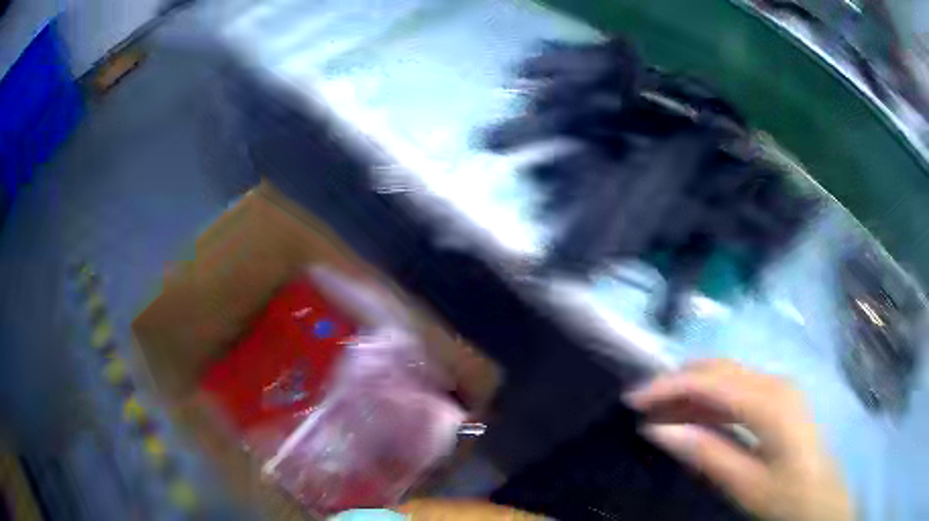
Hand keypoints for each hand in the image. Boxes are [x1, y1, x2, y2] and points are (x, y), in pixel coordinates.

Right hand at [626, 359, 853, 520]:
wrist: (822, 499)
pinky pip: (737, 390)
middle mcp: (774, 383)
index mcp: (770, 402)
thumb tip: (657, 429)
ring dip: (692, 391)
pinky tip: (693, 417)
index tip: (632, 399)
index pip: (711, 380)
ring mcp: (779, 388)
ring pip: (727, 376)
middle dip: (677, 382)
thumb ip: (705, 453)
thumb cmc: (787, 496)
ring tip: (660, 414)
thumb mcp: (745, 484)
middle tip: (642, 405)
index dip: (669, 385)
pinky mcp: (779, 399)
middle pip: (718, 368)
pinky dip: (710, 400)